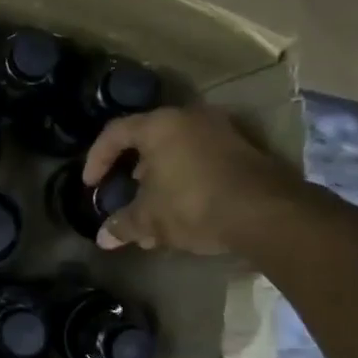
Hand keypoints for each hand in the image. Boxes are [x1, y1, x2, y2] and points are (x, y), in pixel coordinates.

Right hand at [82, 106, 298, 255]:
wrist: (267, 213)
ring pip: (178, 149)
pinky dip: (186, 177)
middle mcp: (190, 118)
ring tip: (153, 205)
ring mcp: (222, 131)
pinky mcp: (246, 149)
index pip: (115, 133)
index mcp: (160, 126)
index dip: (97, 159)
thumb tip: (103, 238)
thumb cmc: (194, 205)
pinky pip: (202, 158)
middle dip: (131, 169)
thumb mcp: (149, 219)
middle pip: (149, 138)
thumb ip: (123, 224)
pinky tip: (184, 207)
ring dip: (160, 175)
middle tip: (123, 192)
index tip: (91, 186)